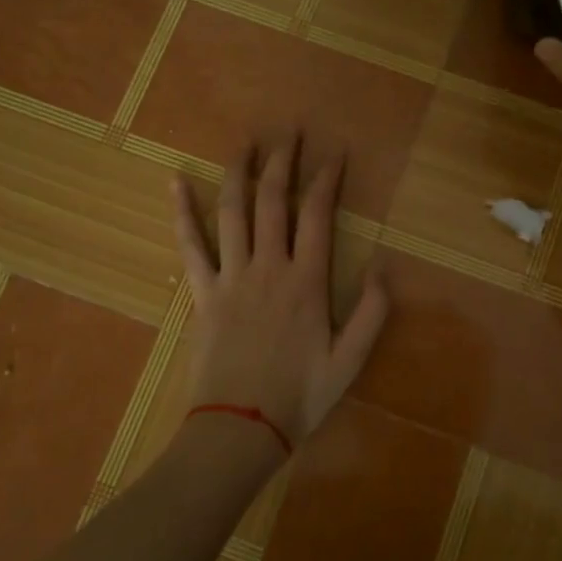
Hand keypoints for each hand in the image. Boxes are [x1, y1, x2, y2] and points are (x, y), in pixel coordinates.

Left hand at [172, 136, 389, 450]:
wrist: (239, 428)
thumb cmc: (299, 396)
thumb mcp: (351, 360)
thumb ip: (373, 312)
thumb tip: (384, 267)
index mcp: (306, 281)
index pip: (318, 215)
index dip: (327, 180)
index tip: (335, 154)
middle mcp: (268, 267)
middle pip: (274, 202)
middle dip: (283, 162)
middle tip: (289, 132)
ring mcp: (230, 276)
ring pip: (233, 212)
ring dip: (239, 172)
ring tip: (245, 142)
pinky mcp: (202, 292)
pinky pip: (189, 245)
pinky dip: (182, 212)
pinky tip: (176, 182)